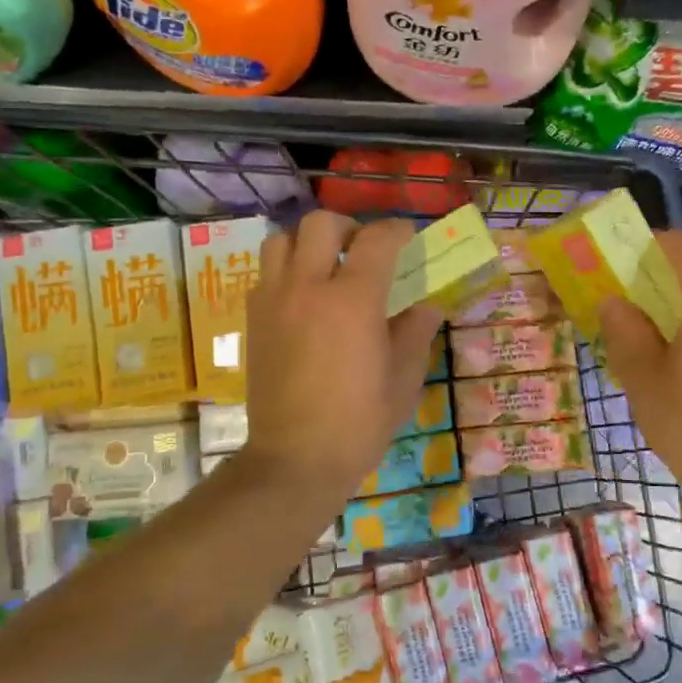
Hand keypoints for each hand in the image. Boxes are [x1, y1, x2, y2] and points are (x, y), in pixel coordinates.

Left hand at [242, 212, 444, 499]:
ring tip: (326, 267)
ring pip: (282, 240)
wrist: (296, 459)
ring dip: (308, 243)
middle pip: (321, 223)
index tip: (409, 237)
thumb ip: (415, 332)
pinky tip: (304, 299)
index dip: (397, 231)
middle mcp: (308, 287)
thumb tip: (428, 306)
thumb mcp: (403, 379)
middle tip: (363, 250)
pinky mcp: (253, 320)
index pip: (377, 240)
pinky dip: (286, 270)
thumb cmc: (359, 423)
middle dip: (348, 227)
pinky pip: (265, 273)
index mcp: (353, 300)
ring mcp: (274, 301)